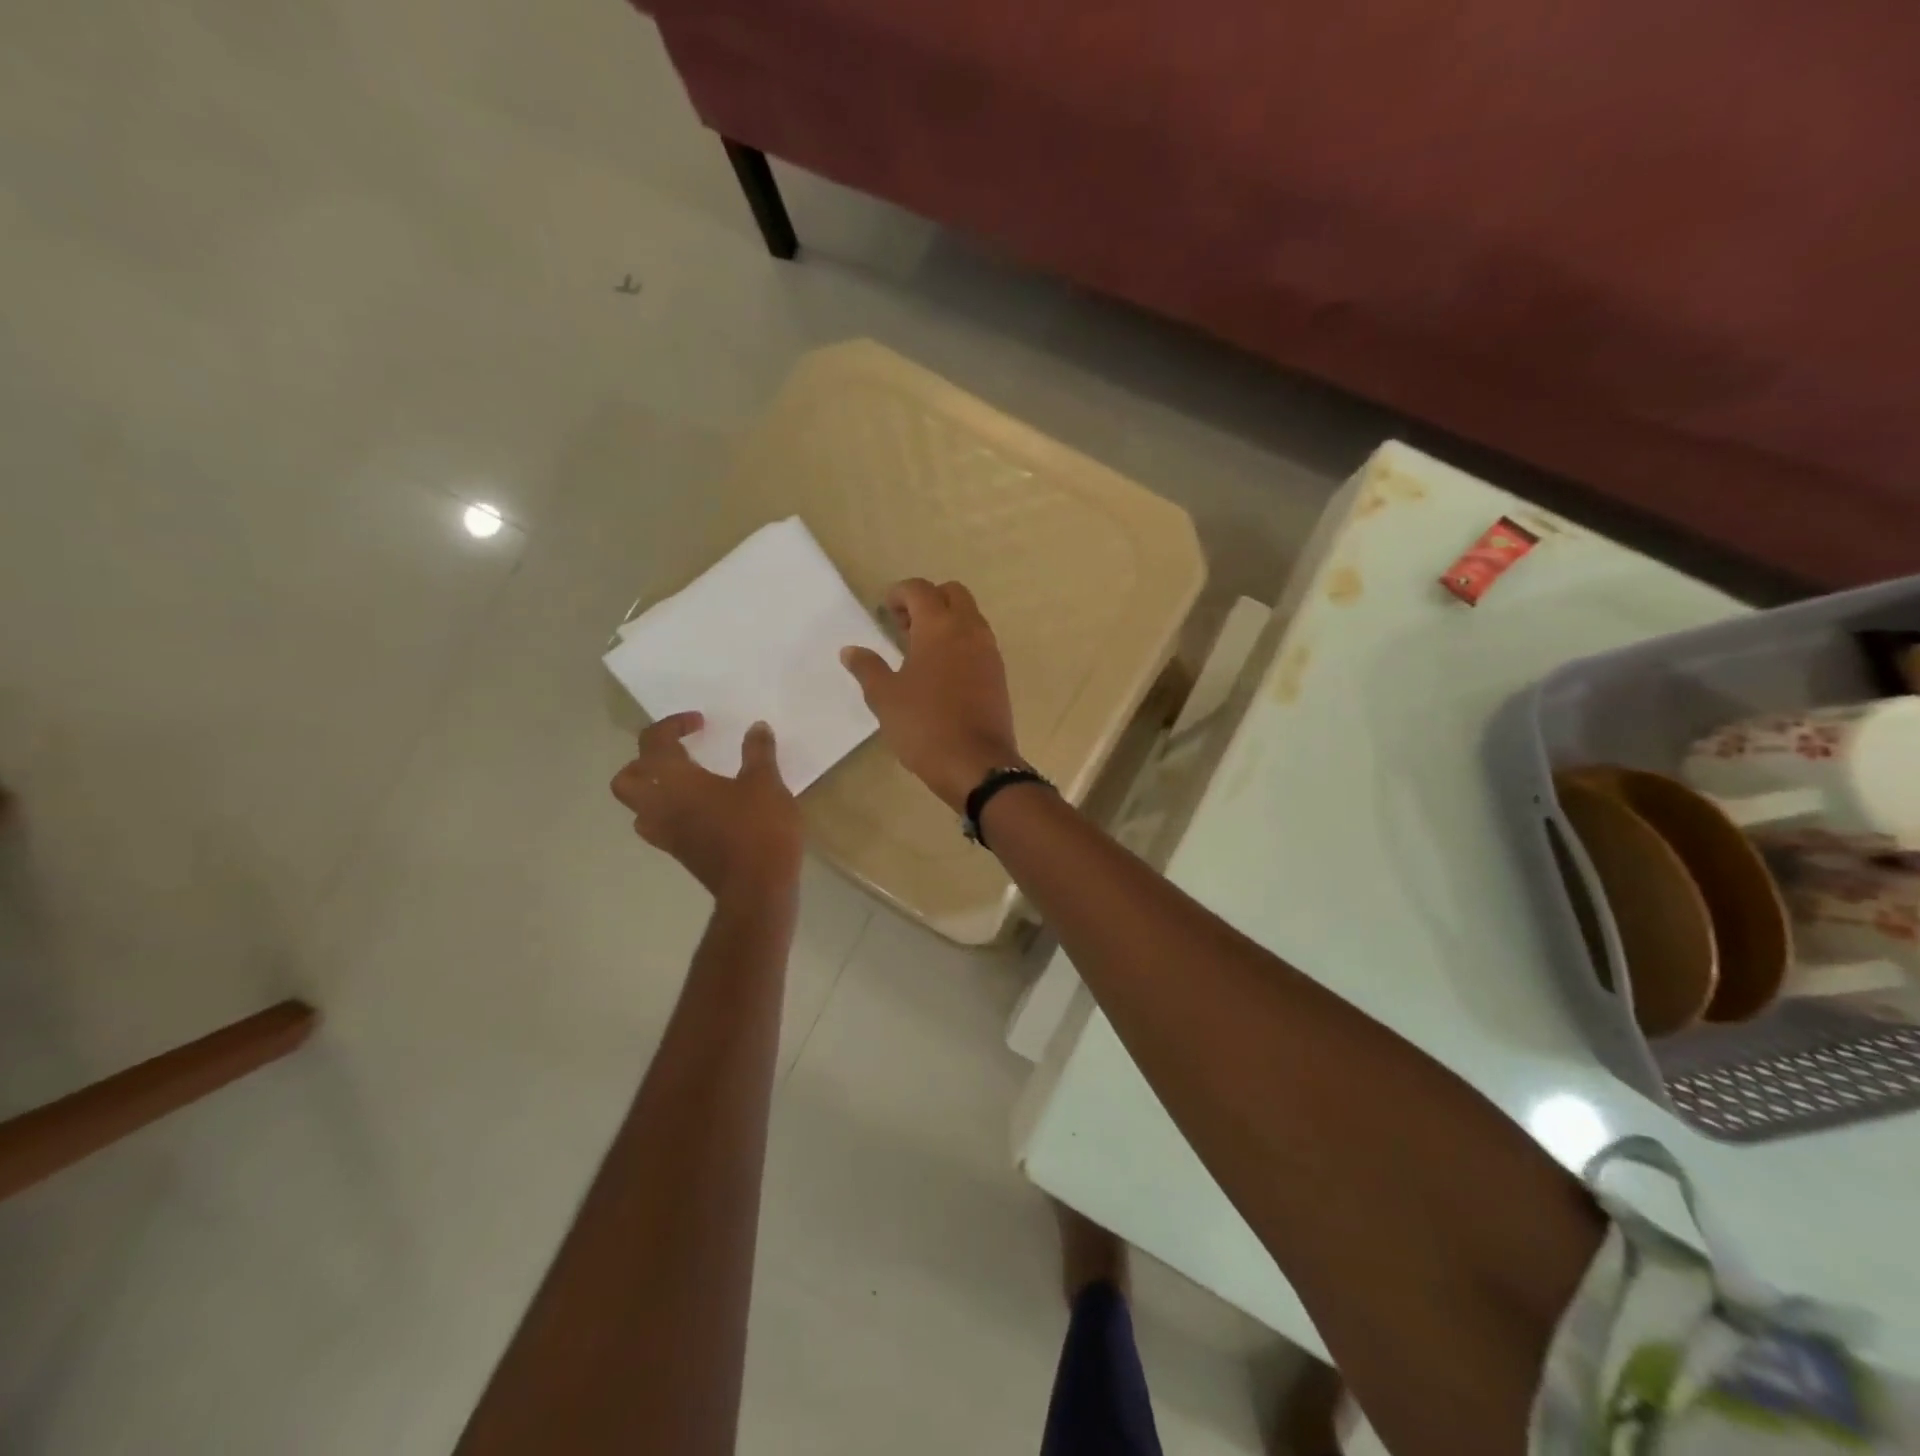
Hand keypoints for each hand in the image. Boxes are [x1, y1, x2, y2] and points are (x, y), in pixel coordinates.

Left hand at [610, 714, 802, 896]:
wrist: (757, 888)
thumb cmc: (758, 828)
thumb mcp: (766, 782)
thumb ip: (758, 752)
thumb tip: (756, 728)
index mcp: (674, 779)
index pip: (654, 741)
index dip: (673, 725)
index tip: (701, 723)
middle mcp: (659, 805)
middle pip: (628, 778)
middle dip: (647, 761)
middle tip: (679, 754)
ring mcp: (665, 833)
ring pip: (639, 806)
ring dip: (655, 789)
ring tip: (688, 782)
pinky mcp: (679, 853)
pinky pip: (660, 825)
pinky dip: (672, 812)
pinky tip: (703, 810)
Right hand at [841, 579, 1023, 811]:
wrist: (977, 764)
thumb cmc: (924, 725)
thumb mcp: (885, 698)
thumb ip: (867, 668)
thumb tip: (851, 651)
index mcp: (939, 627)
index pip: (920, 589)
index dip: (899, 594)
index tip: (883, 612)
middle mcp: (969, 630)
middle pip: (952, 594)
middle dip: (927, 600)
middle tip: (903, 627)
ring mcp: (989, 652)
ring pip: (969, 617)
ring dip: (946, 621)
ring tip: (919, 651)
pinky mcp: (998, 674)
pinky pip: (979, 642)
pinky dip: (960, 643)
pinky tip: (941, 672)